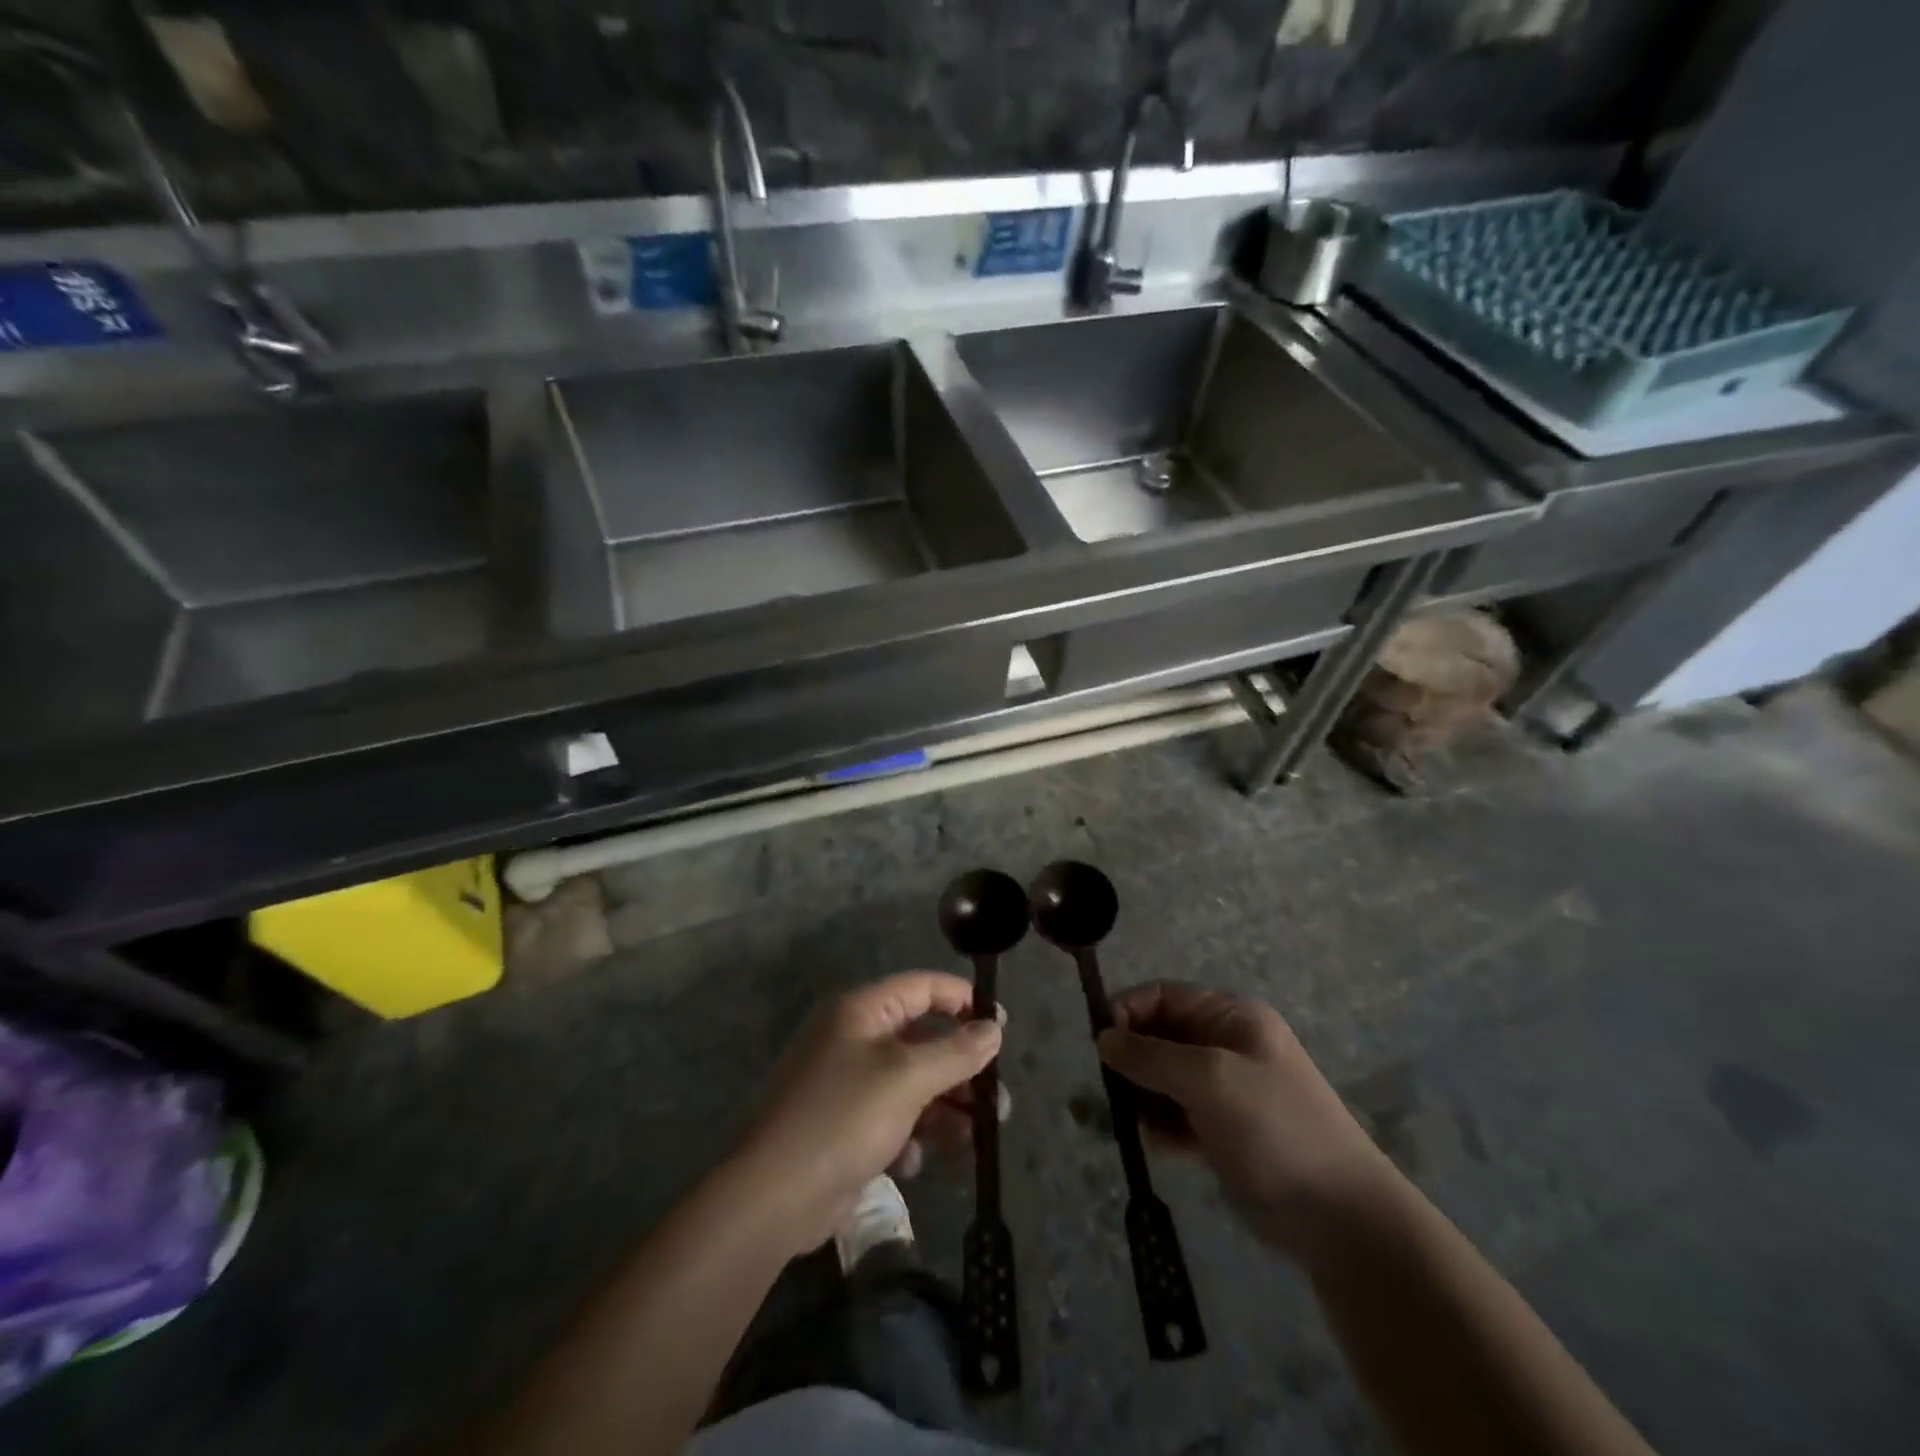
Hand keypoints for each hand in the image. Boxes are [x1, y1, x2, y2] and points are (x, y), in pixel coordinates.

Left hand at [736, 971, 1003, 1258]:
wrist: (773, 1197)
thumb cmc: (844, 1119)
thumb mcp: (908, 1079)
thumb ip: (956, 1052)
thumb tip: (993, 1027)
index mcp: (862, 1011)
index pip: (922, 987)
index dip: (963, 1000)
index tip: (1000, 1026)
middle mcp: (854, 1038)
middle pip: (922, 1041)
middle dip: (961, 1071)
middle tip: (997, 1102)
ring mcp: (847, 1083)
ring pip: (912, 1084)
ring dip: (944, 1109)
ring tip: (973, 1140)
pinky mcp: (844, 1126)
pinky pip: (891, 1118)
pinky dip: (911, 1135)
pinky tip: (915, 1160)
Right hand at [1098, 981, 1398, 1260]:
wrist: (1340, 1219)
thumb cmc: (1275, 1129)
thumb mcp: (1210, 1080)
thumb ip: (1151, 1056)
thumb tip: (1103, 1038)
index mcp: (1231, 1017)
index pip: (1164, 996)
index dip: (1128, 1011)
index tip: (1100, 1044)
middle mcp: (1225, 1044)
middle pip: (1159, 1035)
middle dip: (1132, 1059)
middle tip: (1113, 1090)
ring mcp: (1224, 1089)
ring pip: (1162, 1077)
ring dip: (1142, 1095)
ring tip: (1136, 1121)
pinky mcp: (1220, 1130)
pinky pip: (1174, 1113)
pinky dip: (1160, 1124)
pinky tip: (1159, 1144)